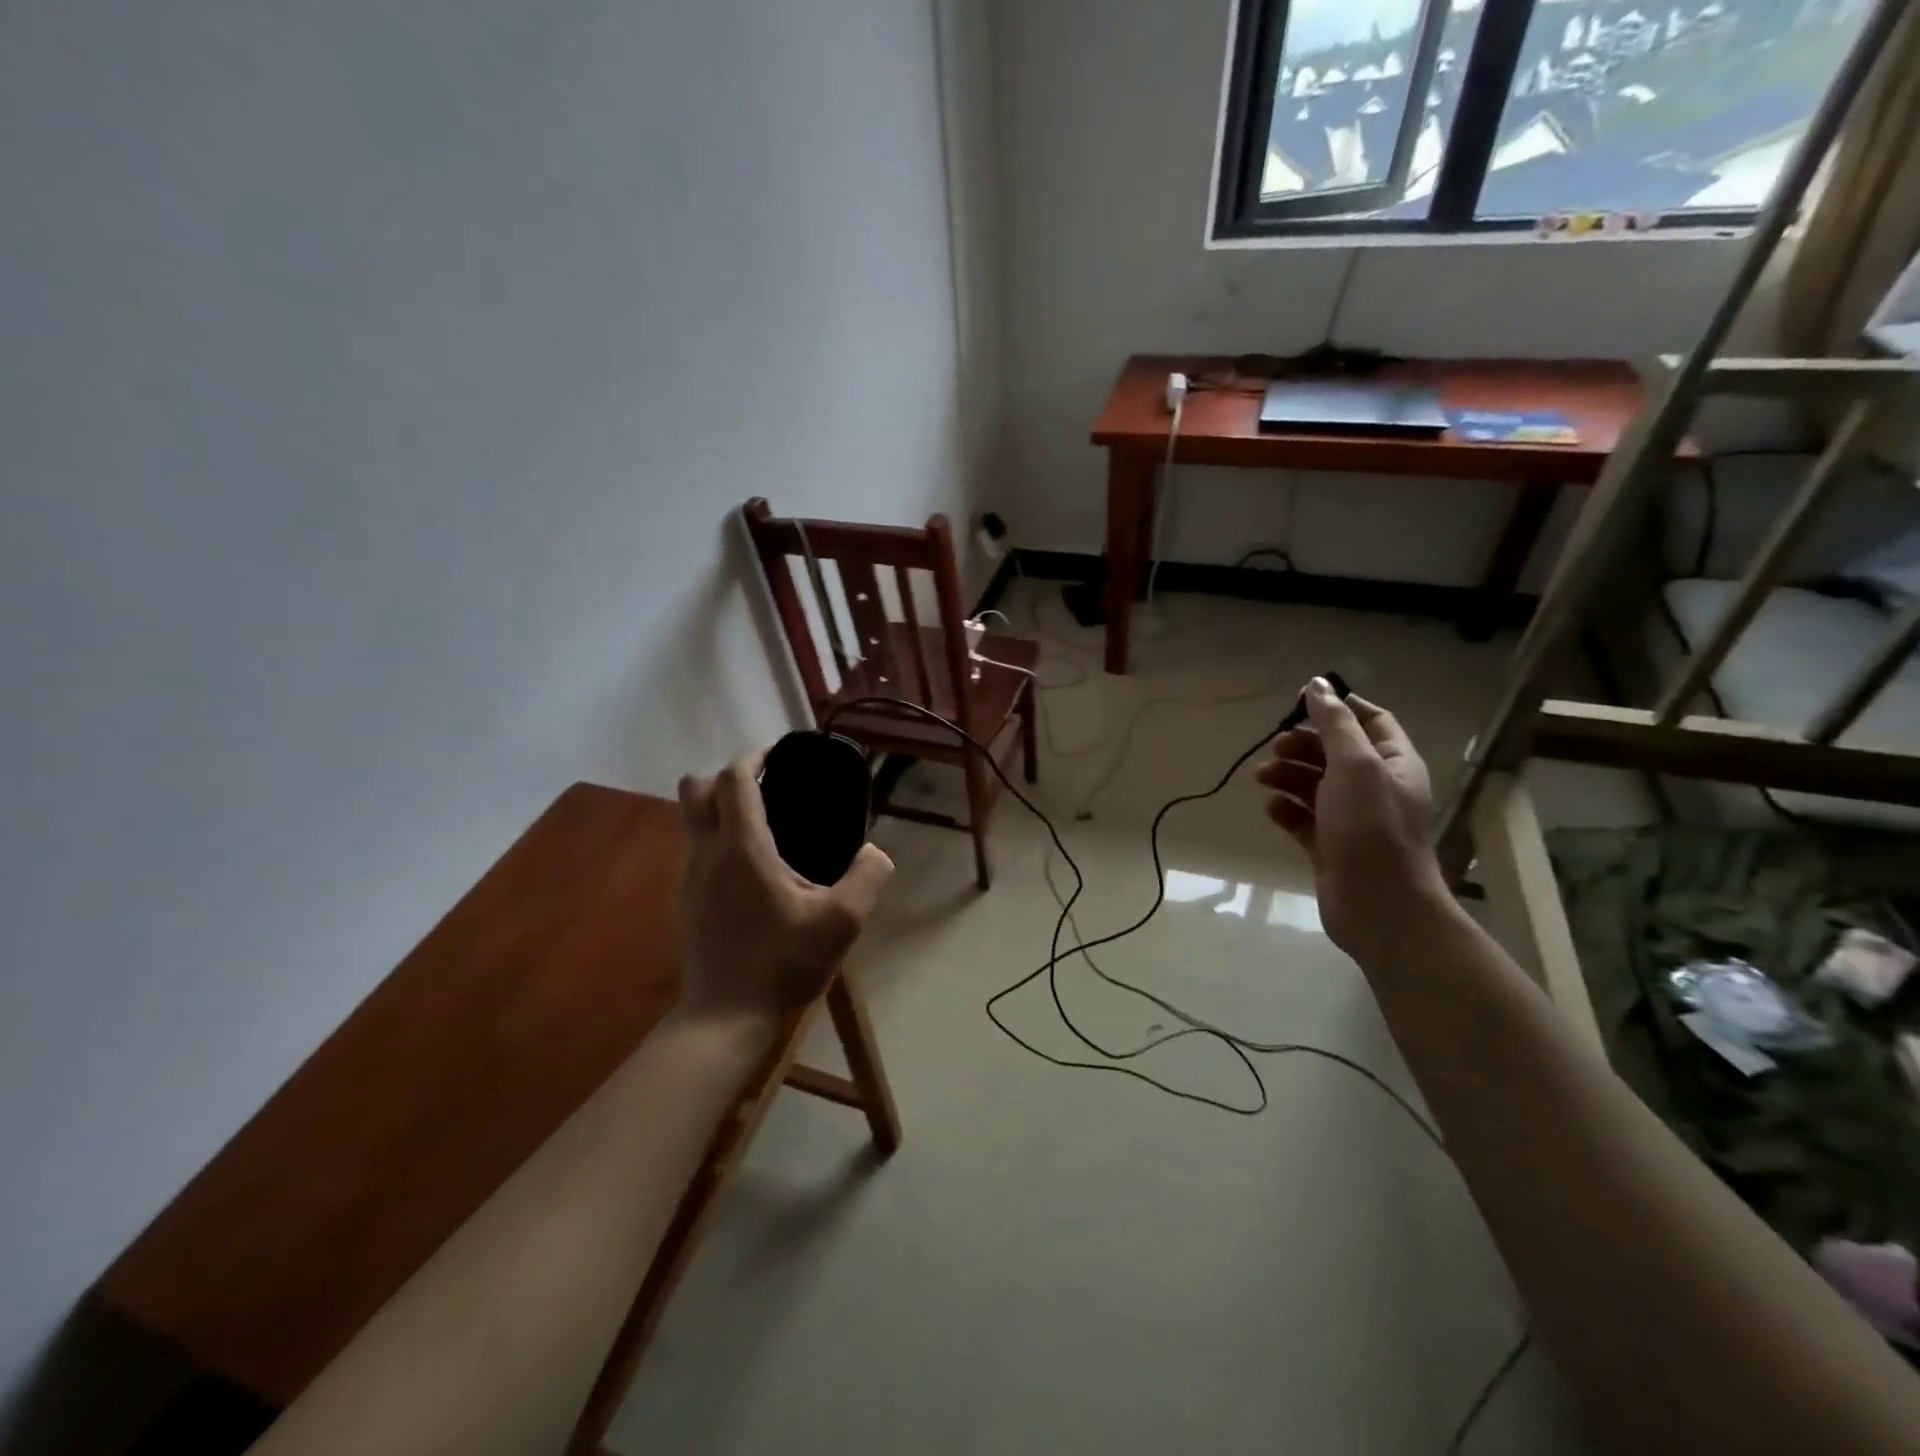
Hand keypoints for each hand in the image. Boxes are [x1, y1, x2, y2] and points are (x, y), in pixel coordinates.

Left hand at [677, 751, 893, 1025]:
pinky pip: (694, 848)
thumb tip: (875, 851)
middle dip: (725, 776)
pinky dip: (714, 838)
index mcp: (743, 848)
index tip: (777, 756)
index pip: (733, 779)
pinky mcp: (685, 900)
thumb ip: (868, 877)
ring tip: (762, 826)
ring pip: (688, 818)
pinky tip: (748, 870)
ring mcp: (689, 877)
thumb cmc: (783, 963)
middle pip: (694, 788)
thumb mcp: (842, 922)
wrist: (725, 1017)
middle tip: (765, 788)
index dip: (752, 757)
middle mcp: (707, 852)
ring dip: (717, 807)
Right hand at [1255, 679, 1449, 966]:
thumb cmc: (1370, 826)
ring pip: (1314, 785)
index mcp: (1393, 762)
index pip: (1371, 720)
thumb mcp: (1354, 765)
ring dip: (1287, 776)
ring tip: (1262, 777)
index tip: (1300, 703)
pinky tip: (1271, 809)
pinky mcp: (1329, 845)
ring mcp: (1352, 818)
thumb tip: (1318, 683)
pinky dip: (1285, 810)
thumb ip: (1334, 723)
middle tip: (1274, 748)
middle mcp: (1375, 787)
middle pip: (1335, 752)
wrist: (1378, 904)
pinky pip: (1303, 819)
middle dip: (1303, 745)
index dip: (1338, 708)